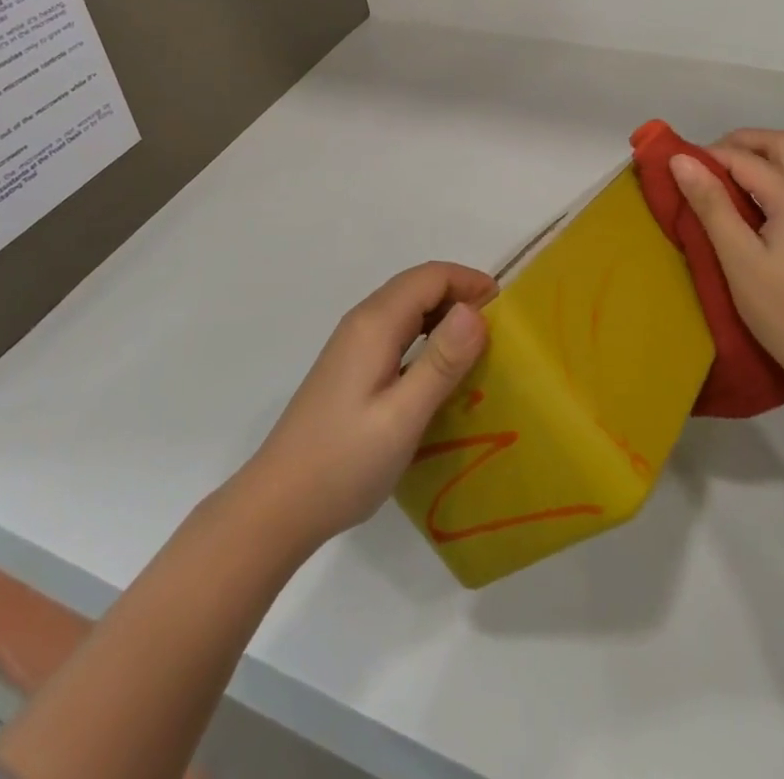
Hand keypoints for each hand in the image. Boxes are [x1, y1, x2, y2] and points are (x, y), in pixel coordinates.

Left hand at [242, 262, 494, 552]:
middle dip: (460, 294)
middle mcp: (362, 322)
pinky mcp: (350, 367)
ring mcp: (352, 345)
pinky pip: (396, 332)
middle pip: (417, 286)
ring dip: (443, 315)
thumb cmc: (344, 462)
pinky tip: (438, 372)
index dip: (469, 281)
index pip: (430, 276)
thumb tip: (475, 309)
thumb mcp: (403, 416)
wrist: (277, 506)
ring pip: (406, 308)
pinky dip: (426, 336)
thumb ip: (441, 362)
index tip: (505, 310)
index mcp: (375, 324)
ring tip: (476, 349)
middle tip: (498, 331)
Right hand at [670, 129, 783, 393]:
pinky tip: (767, 196)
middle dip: (741, 142)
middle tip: (706, 162)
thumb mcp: (738, 258)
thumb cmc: (782, 311)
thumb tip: (682, 160)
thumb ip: (711, 204)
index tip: (677, 165)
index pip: (744, 159)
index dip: (708, 156)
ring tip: (738, 172)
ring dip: (770, 151)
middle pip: (780, 143)